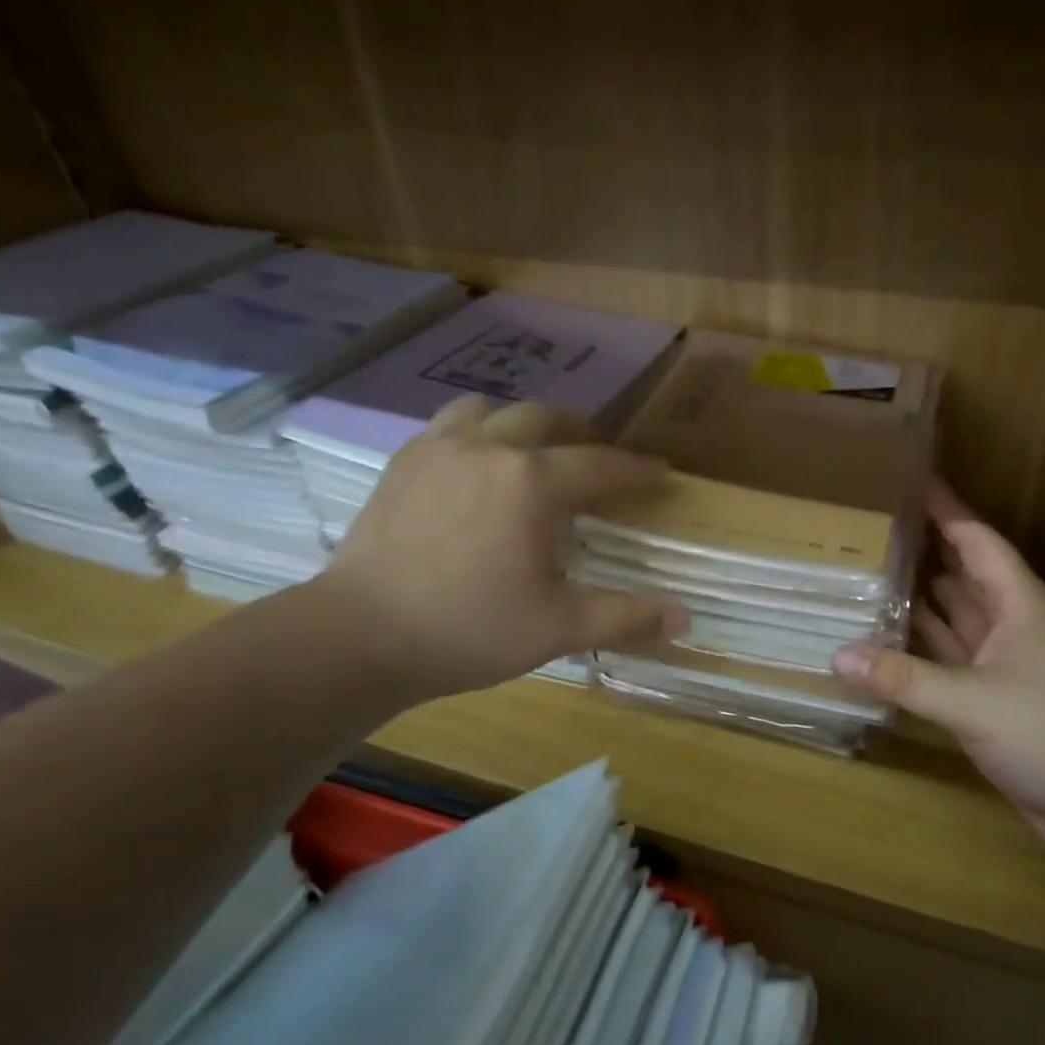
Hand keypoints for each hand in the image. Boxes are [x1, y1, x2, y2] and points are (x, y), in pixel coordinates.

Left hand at [314, 395, 686, 700]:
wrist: (359, 635)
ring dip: (525, 422)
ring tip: (536, 448)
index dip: (637, 470)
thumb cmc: (468, 630)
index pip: (602, 465)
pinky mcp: (403, 462)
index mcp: (532, 482)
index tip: (661, 473)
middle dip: (583, 433)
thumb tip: (685, 618)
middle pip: (548, 418)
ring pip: (493, 408)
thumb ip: (625, 618)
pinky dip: (478, 430)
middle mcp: (489, 447)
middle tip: (600, 455)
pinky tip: (477, 461)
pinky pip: (450, 424)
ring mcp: (439, 448)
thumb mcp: (558, 629)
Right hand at [833, 483, 1044, 849]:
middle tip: (869, 531)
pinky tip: (885, 642)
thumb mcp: (973, 701)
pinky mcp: (992, 698)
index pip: (976, 541)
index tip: (909, 481)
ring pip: (953, 619)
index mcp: (1019, 604)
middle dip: (923, 552)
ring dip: (918, 601)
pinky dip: (920, 649)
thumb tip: (837, 655)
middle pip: (961, 575)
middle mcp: (1011, 625)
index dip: (946, 510)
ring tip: (867, 577)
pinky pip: (948, 660)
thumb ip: (903, 677)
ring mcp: (1002, 664)